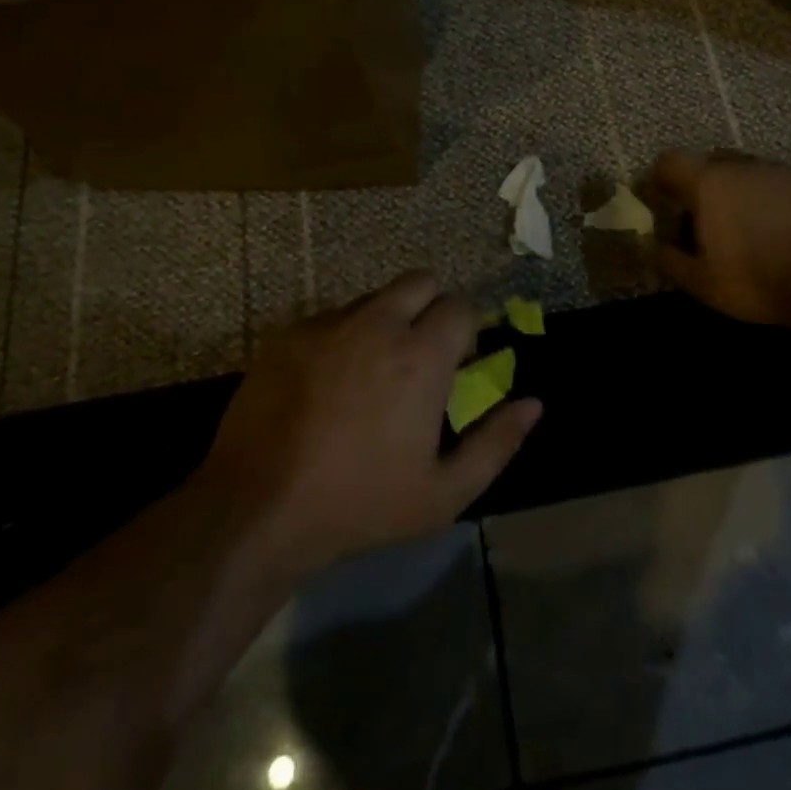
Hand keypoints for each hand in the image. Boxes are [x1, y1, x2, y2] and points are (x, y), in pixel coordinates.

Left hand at [194, 273, 541, 576]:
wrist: (257, 508)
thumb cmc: (360, 503)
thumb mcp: (443, 493)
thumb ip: (496, 443)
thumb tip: (533, 404)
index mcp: (422, 355)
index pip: (461, 305)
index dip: (467, 328)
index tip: (458, 361)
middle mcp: (378, 324)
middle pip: (420, 281)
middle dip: (432, 306)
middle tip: (421, 352)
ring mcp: (329, 324)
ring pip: (374, 298)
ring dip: (386, 320)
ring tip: (372, 371)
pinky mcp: (289, 334)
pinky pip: (331, 318)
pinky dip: (343, 337)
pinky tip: (328, 383)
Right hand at [642, 150, 790, 326]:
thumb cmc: (759, 281)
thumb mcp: (703, 283)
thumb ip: (671, 260)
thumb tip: (652, 245)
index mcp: (710, 184)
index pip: (670, 161)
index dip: (659, 177)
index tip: (658, 199)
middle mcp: (746, 167)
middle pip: (713, 163)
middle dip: (704, 184)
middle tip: (707, 217)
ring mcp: (788, 171)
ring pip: (755, 173)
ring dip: (746, 192)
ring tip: (754, 227)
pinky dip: (783, 202)